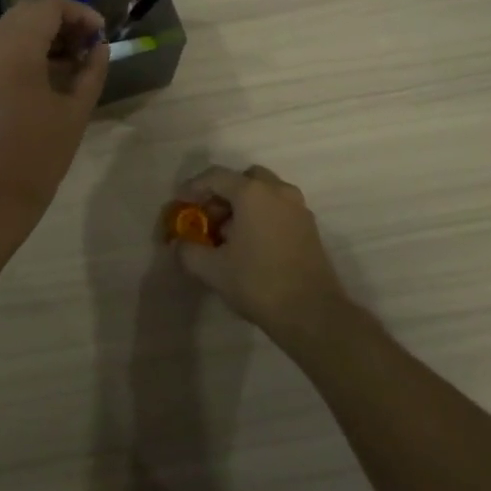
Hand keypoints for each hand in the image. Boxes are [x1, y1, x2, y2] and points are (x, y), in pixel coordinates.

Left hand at [0, 0, 108, 233]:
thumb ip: (91, 72)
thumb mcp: (75, 112)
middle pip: (26, 13)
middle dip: (60, 21)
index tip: (101, 33)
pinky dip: (23, 52)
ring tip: (72, 62)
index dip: (79, 13)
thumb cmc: (38, 156)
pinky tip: (46, 77)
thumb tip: (99, 48)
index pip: (49, 7)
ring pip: (10, 31)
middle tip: (88, 45)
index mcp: (14, 50)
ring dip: (41, 36)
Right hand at [173, 165, 355, 348]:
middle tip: (209, 217)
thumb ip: (188, 251)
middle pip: (245, 179)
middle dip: (224, 193)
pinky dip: (262, 216)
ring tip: (229, 235)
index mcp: (252, 193)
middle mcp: (278, 191)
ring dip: (245, 205)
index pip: (216, 176)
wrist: (311, 313)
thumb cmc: (257, 282)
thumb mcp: (212, 269)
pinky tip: (252, 245)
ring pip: (265, 193)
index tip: (180, 203)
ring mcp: (298, 208)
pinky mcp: (310, 228)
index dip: (193, 187)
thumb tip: (179, 244)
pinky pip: (279, 209)